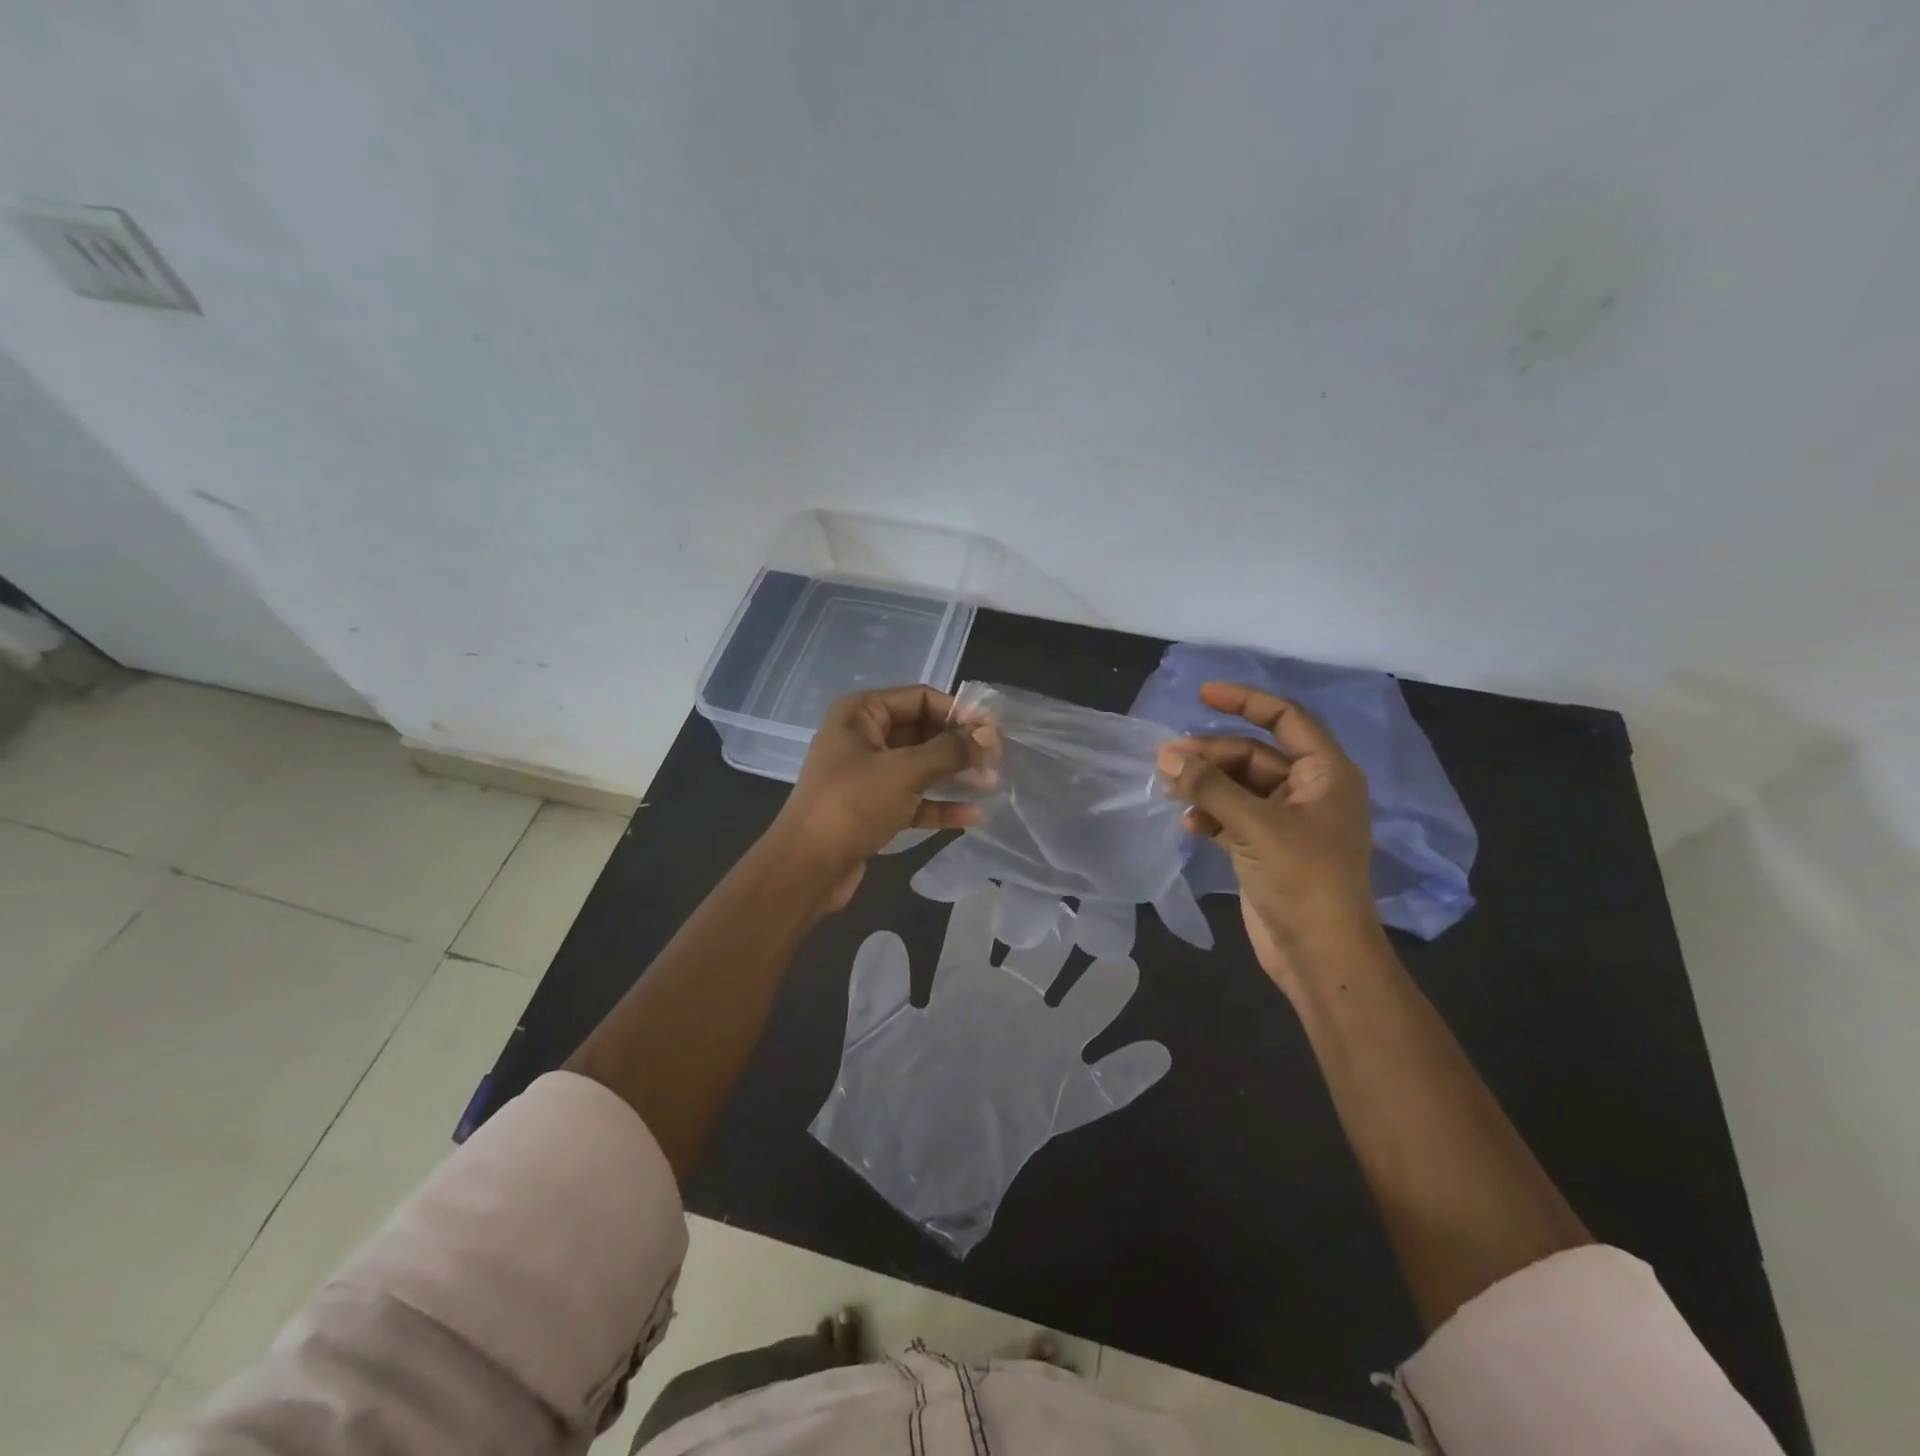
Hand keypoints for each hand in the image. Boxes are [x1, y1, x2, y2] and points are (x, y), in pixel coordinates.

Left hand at [768, 685, 981, 910]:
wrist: (806, 868)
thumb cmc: (852, 805)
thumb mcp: (905, 771)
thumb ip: (950, 750)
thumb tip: (988, 735)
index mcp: (861, 713)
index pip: (920, 698)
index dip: (958, 712)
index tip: (994, 733)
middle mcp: (863, 737)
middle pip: (922, 731)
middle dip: (959, 745)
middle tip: (996, 760)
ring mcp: (867, 774)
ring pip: (920, 766)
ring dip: (954, 774)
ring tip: (991, 784)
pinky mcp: (872, 808)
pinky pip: (913, 798)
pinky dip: (939, 804)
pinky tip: (971, 816)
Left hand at [810, 890, 1170, 1255]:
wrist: (905, 1174)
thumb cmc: (887, 1099)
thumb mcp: (874, 1041)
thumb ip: (878, 991)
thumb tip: (884, 935)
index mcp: (962, 990)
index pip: (976, 937)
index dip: (984, 907)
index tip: (999, 872)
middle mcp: (1007, 1010)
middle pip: (1038, 959)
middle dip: (1054, 929)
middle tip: (1076, 893)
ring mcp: (1037, 1053)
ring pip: (1080, 1011)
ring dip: (1102, 991)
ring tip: (1124, 964)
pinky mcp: (1057, 1101)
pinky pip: (1101, 1087)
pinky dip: (1127, 1074)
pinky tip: (1155, 1054)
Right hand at [1155, 682, 1380, 993]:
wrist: (1321, 955)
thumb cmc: (1304, 881)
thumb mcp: (1257, 826)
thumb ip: (1210, 788)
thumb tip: (1165, 756)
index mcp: (1326, 774)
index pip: (1286, 718)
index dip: (1245, 701)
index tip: (1202, 695)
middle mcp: (1308, 791)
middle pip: (1253, 754)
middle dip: (1211, 755)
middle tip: (1167, 760)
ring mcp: (1286, 821)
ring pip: (1237, 786)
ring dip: (1205, 785)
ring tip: (1169, 789)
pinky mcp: (1265, 848)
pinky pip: (1231, 816)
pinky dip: (1209, 815)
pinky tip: (1188, 825)